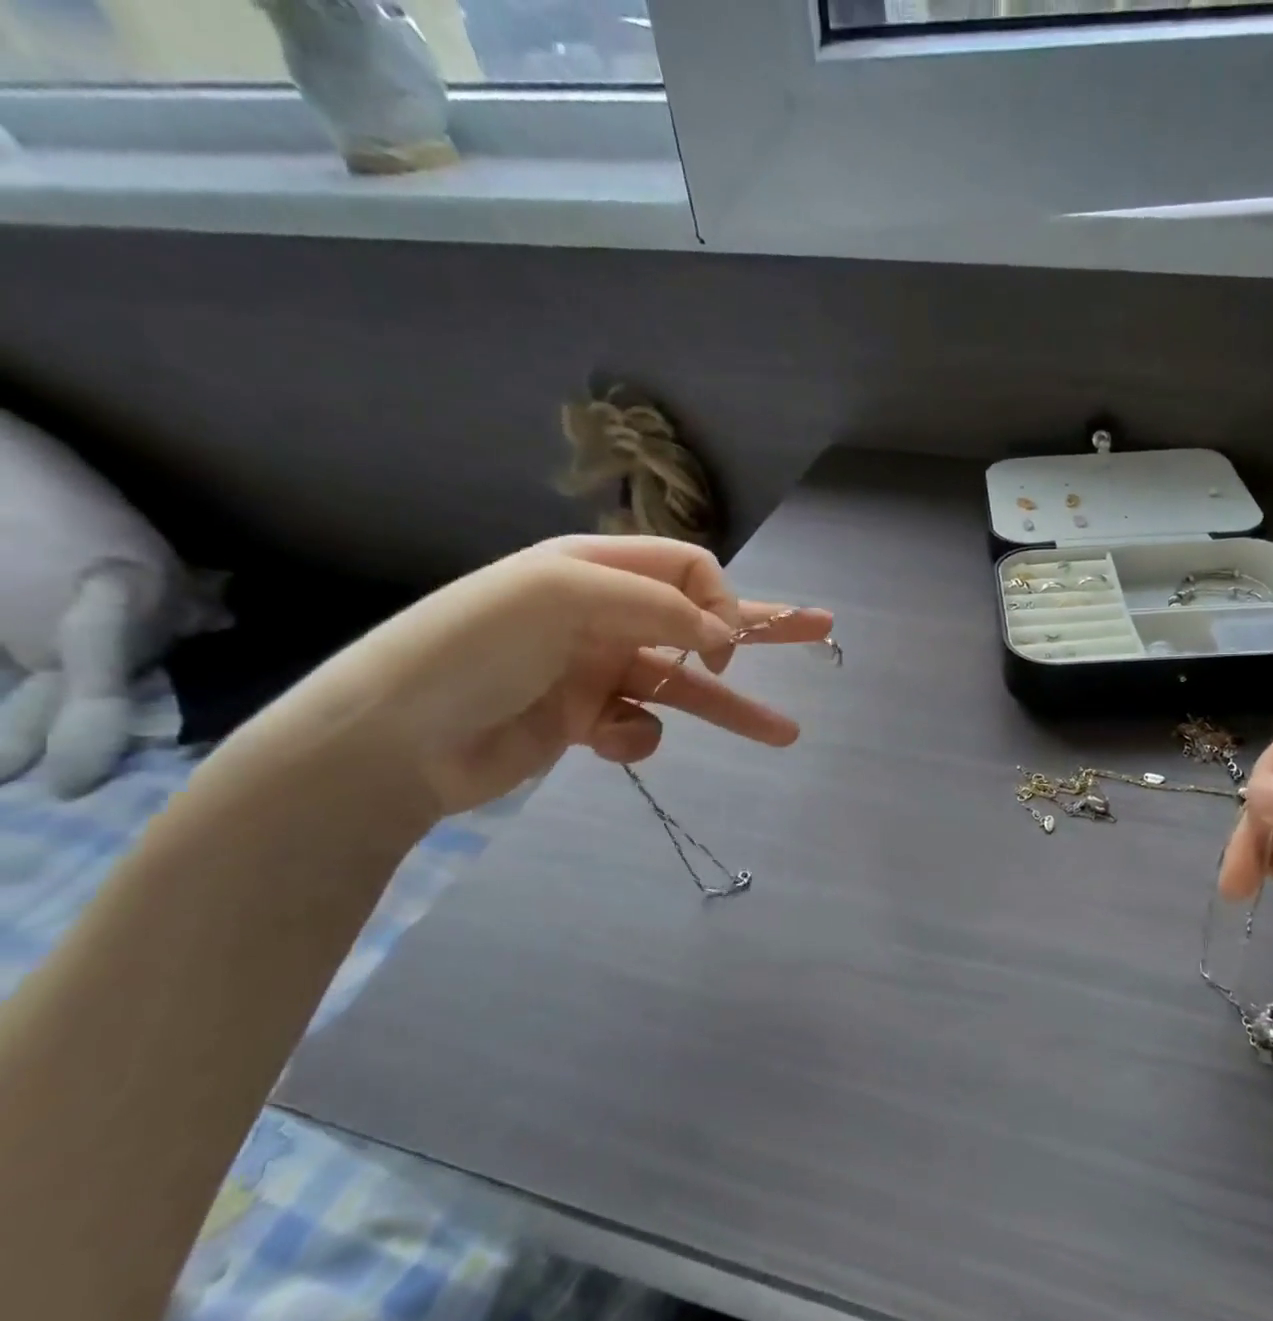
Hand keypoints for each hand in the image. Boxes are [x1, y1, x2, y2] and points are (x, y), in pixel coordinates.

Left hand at [243, 536, 832, 817]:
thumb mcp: (564, 596)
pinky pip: (641, 725)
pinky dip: (638, 736)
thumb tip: (725, 641)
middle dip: (761, 629)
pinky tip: (614, 741)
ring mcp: (596, 671)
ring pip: (684, 685)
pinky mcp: (586, 722)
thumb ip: (658, 607)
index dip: (719, 604)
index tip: (724, 647)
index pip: (687, 571)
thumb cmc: (474, 648)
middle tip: (822, 631)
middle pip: (700, 619)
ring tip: (787, 734)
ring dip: (732, 708)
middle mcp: (603, 615)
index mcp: (594, 570)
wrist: (393, 740)